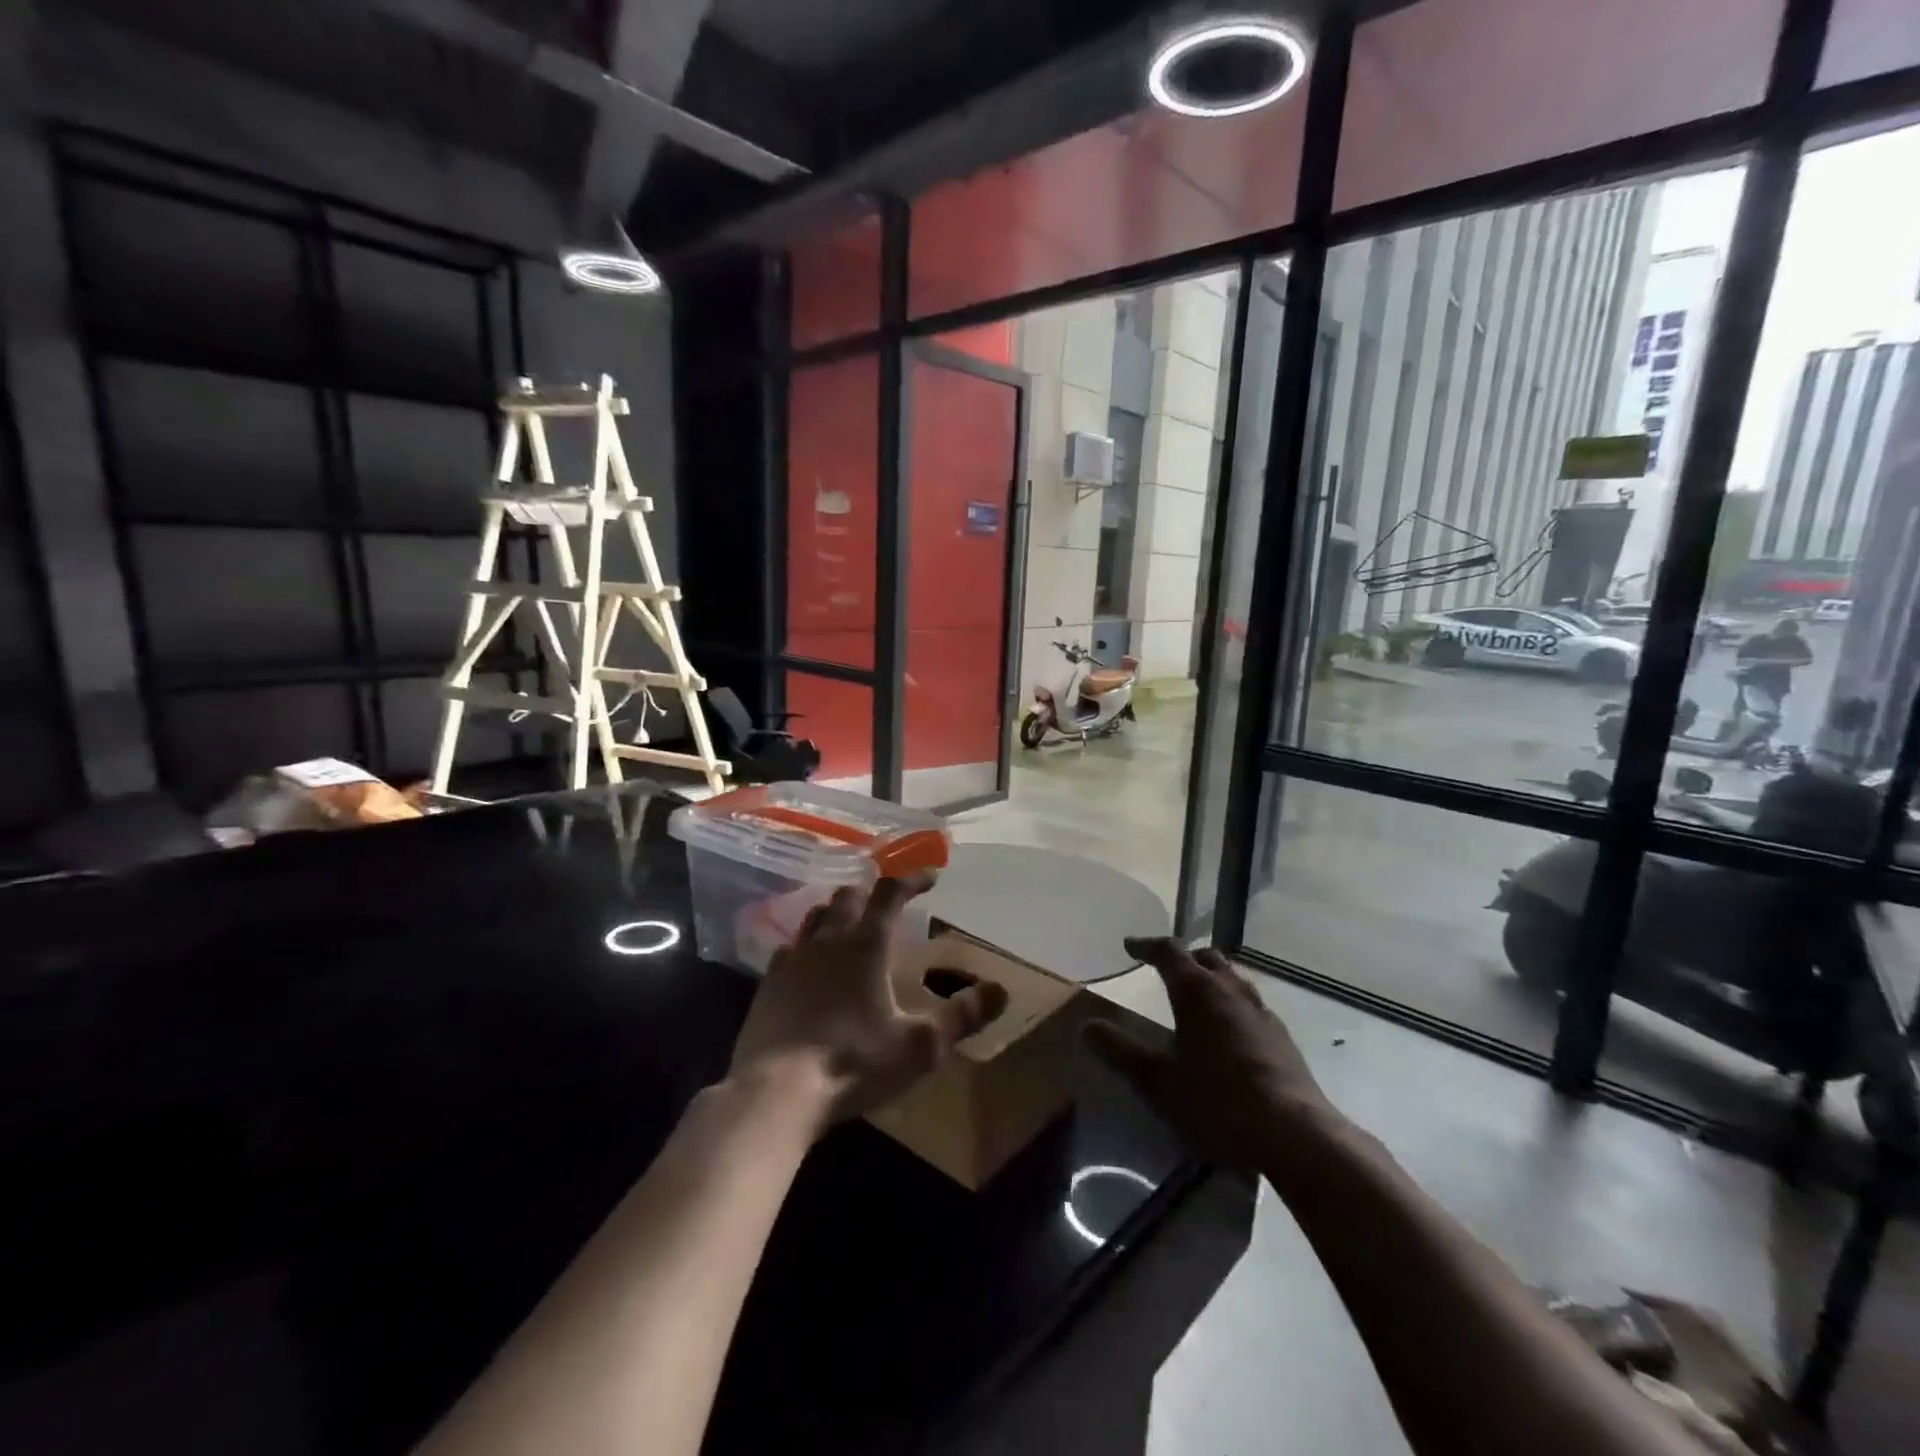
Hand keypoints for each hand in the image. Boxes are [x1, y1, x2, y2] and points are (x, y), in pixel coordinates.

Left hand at [729, 873, 1007, 1134]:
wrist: (774, 1093)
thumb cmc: (854, 1063)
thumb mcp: (920, 1045)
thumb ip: (961, 1016)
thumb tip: (1001, 990)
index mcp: (866, 944)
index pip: (891, 893)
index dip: (912, 878)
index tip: (931, 875)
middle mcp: (828, 939)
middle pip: (849, 896)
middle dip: (872, 892)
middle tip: (888, 902)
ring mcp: (793, 958)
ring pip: (816, 916)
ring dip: (838, 912)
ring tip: (851, 924)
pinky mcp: (768, 983)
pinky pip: (790, 947)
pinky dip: (808, 944)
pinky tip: (810, 963)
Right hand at [1085, 937, 1340, 1176]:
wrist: (1296, 1135)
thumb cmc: (1218, 1102)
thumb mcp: (1158, 1082)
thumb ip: (1121, 1052)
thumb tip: (1086, 1027)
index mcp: (1198, 992)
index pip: (1169, 952)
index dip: (1147, 946)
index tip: (1130, 946)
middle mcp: (1231, 991)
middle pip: (1206, 958)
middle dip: (1184, 959)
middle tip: (1166, 970)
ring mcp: (1262, 1013)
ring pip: (1233, 980)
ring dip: (1212, 980)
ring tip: (1198, 998)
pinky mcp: (1282, 1039)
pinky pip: (1250, 1006)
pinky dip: (1232, 1005)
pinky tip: (1229, 1033)